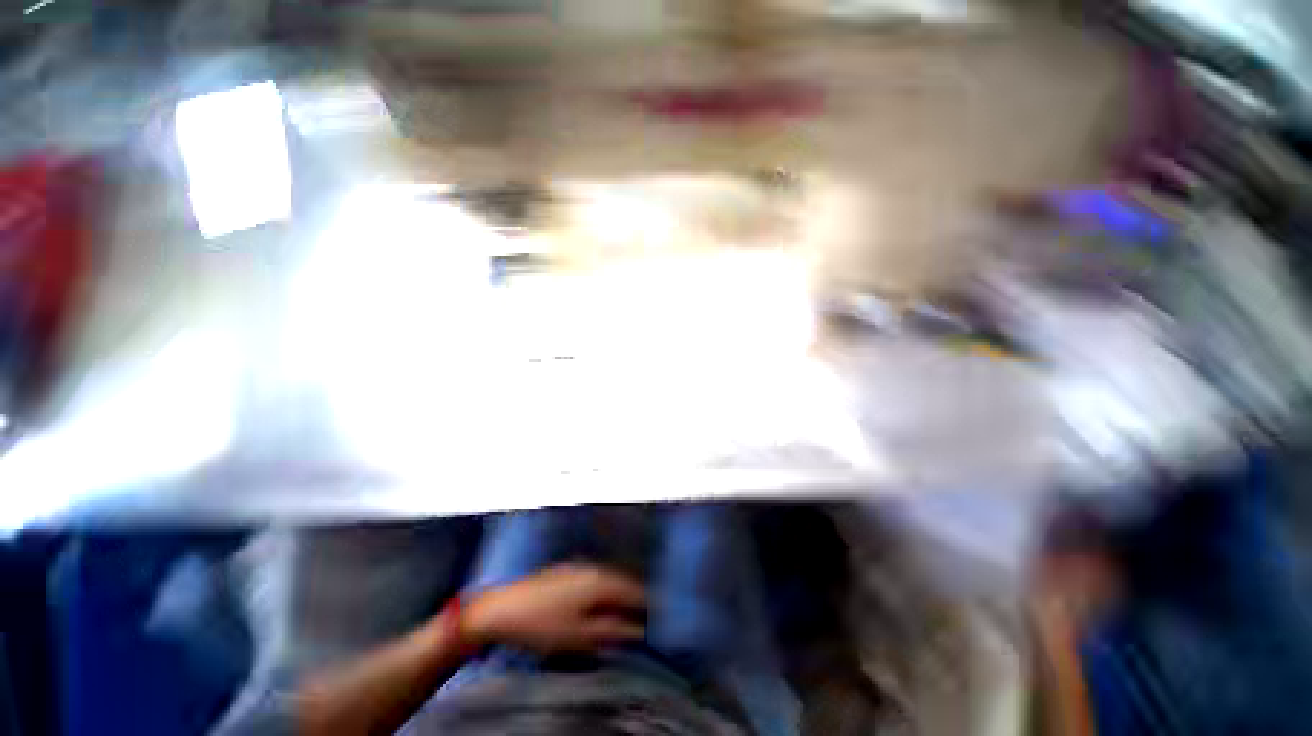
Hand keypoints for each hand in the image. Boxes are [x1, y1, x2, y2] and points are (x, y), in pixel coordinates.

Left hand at [464, 564, 646, 653]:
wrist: (502, 608)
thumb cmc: (543, 626)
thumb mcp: (580, 636)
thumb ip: (613, 632)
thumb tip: (639, 632)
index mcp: (601, 581)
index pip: (634, 592)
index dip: (648, 607)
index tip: (657, 622)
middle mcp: (594, 568)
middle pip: (622, 583)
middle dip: (633, 602)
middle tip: (640, 622)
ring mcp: (579, 566)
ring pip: (608, 581)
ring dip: (618, 597)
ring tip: (621, 617)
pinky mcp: (567, 570)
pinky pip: (595, 579)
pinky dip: (602, 593)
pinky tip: (597, 607)